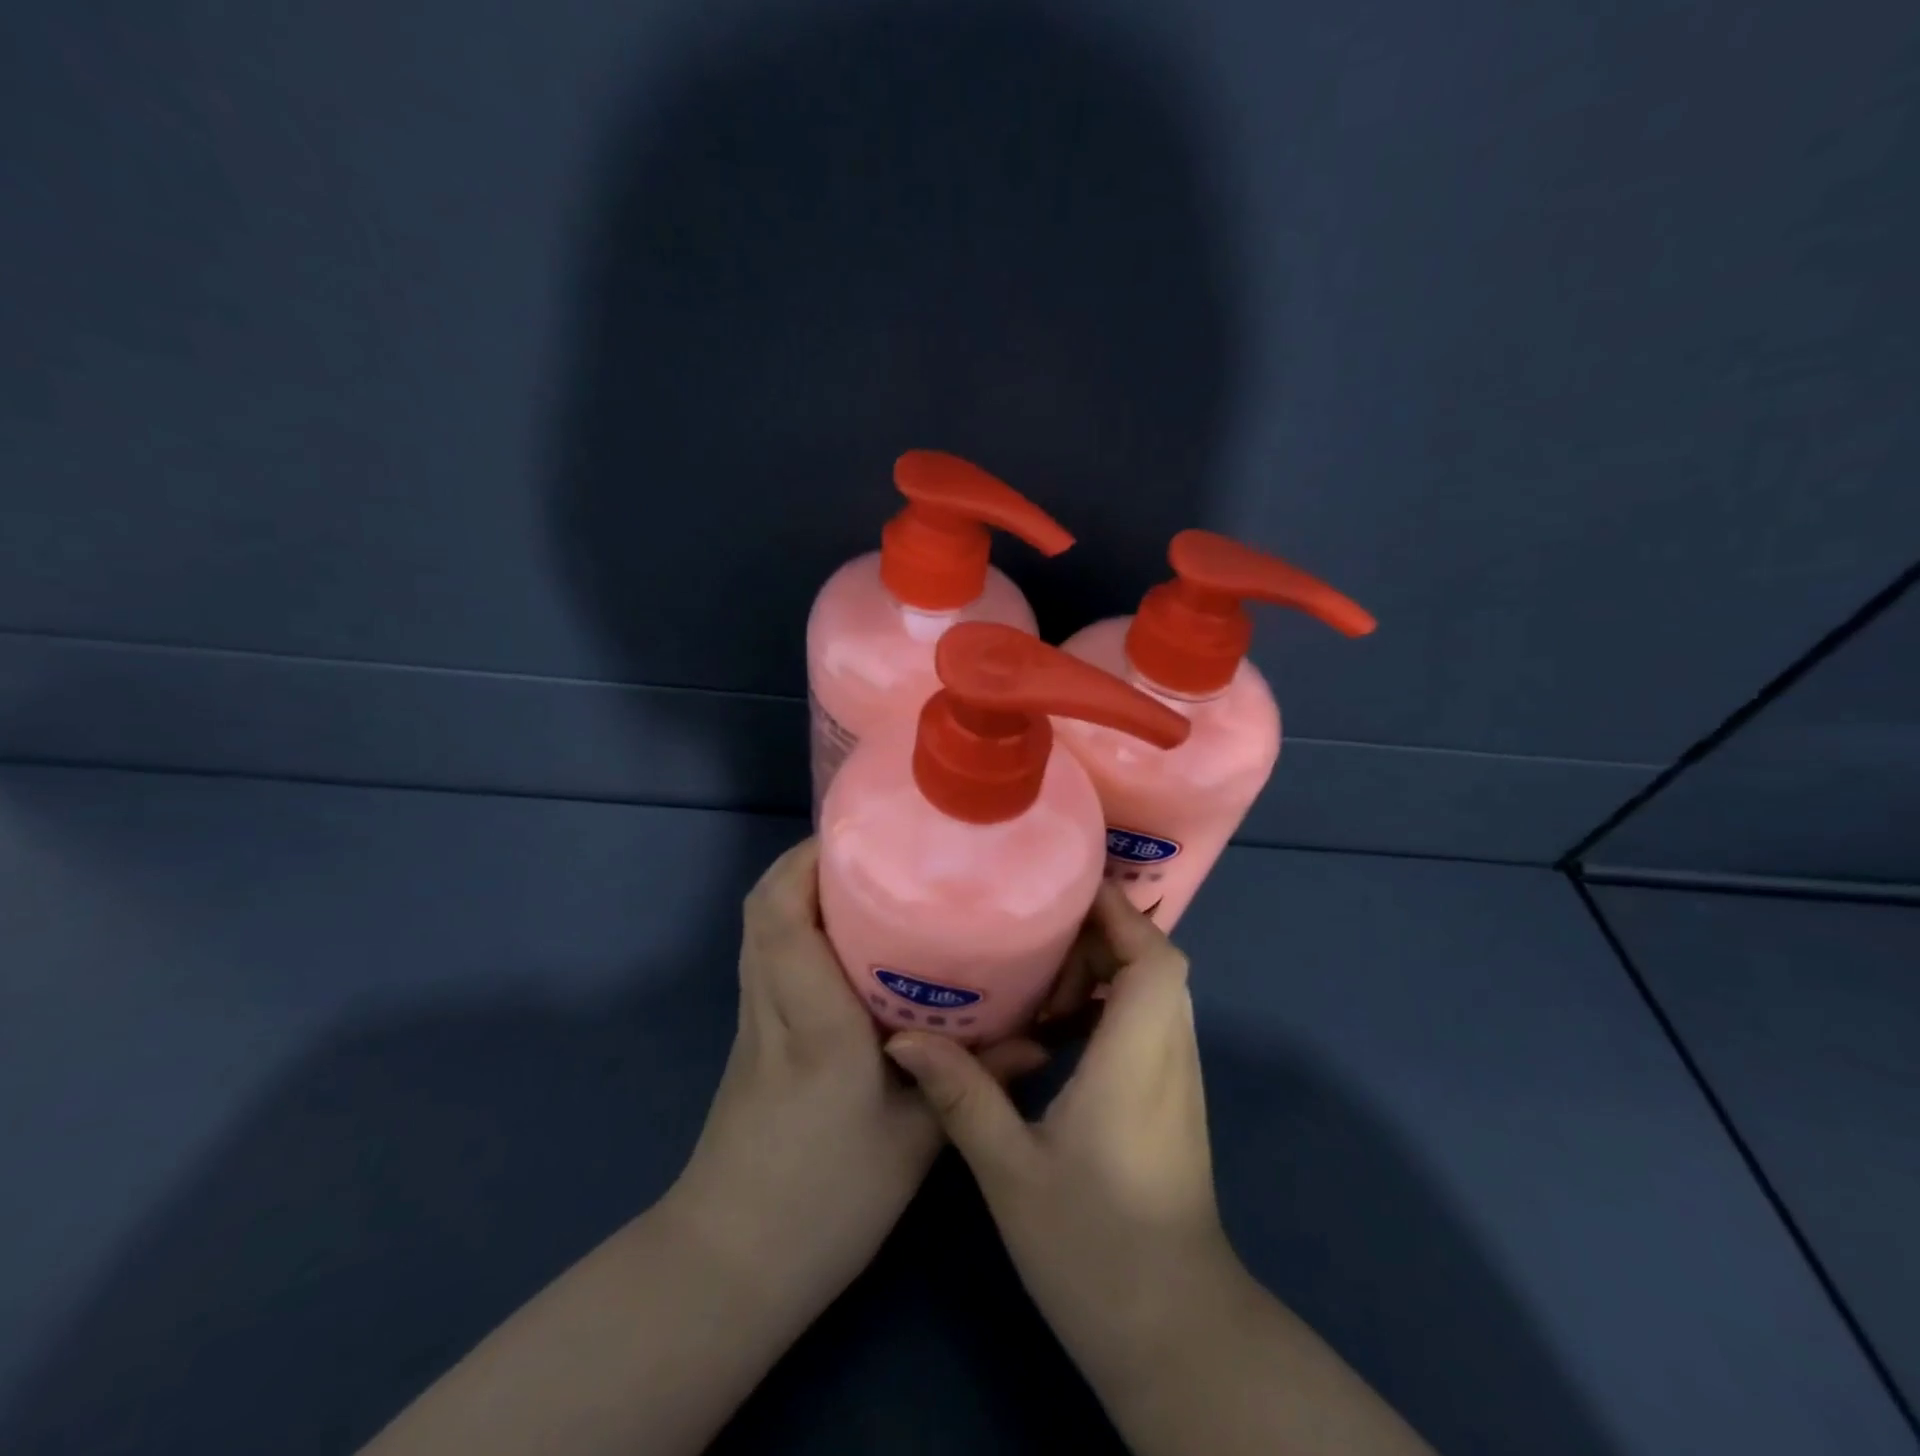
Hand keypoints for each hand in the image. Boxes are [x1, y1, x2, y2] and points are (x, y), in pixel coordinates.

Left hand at [669, 838, 1045, 1317]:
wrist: (733, 1263)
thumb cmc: (826, 1202)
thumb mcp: (916, 1141)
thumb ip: (974, 1079)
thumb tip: (1038, 1038)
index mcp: (813, 1020)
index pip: (784, 914)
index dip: (812, 860)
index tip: (864, 834)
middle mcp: (773, 1003)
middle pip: (765, 904)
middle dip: (812, 861)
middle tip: (877, 850)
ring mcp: (754, 1018)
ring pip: (762, 925)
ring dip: (804, 889)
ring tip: (869, 882)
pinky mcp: (755, 1036)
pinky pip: (769, 953)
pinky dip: (799, 924)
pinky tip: (852, 944)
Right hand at [881, 883, 1234, 1388]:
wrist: (1173, 1333)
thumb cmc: (1095, 1249)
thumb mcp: (1011, 1170)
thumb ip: (962, 1093)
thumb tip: (903, 1036)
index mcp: (1138, 1058)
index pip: (1155, 959)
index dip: (1119, 914)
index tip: (1066, 888)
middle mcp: (1170, 1055)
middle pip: (1156, 962)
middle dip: (1101, 932)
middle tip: (1034, 926)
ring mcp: (1177, 1079)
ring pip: (1154, 991)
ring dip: (1105, 966)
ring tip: (1038, 966)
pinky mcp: (1171, 1100)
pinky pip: (1147, 1022)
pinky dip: (1109, 1002)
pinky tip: (1054, 1023)